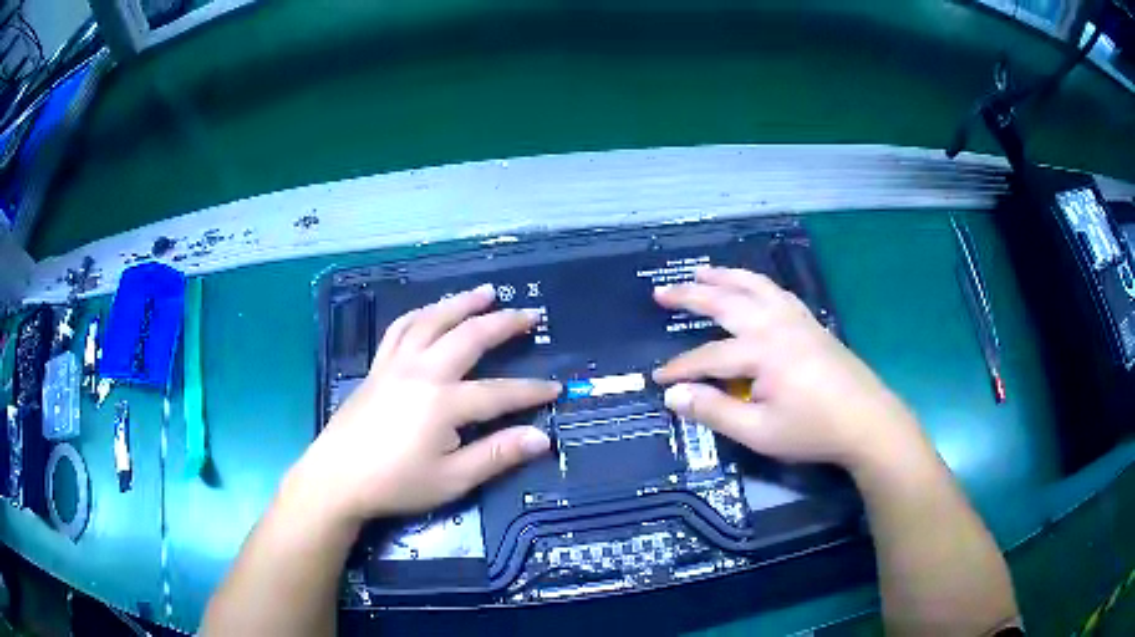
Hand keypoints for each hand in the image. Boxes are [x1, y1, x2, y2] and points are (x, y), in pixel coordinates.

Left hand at [286, 284, 559, 524]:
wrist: (337, 478)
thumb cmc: (395, 483)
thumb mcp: (452, 479)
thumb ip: (497, 455)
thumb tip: (542, 437)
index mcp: (444, 402)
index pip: (499, 392)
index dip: (531, 391)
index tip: (556, 388)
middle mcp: (422, 371)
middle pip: (469, 337)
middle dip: (503, 324)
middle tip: (529, 314)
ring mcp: (396, 364)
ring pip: (433, 321)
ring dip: (461, 303)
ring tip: (486, 292)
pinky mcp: (378, 367)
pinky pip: (400, 329)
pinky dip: (421, 314)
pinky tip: (431, 312)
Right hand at [653, 267, 923, 471]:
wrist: (867, 421)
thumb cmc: (812, 430)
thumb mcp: (758, 432)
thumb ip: (713, 412)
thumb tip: (673, 397)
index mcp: (761, 351)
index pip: (708, 357)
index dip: (680, 369)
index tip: (658, 380)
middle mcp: (775, 324)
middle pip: (726, 302)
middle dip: (691, 296)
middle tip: (662, 292)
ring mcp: (796, 319)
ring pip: (753, 286)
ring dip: (724, 277)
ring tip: (702, 272)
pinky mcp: (810, 322)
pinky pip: (776, 291)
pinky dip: (755, 283)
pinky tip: (751, 287)